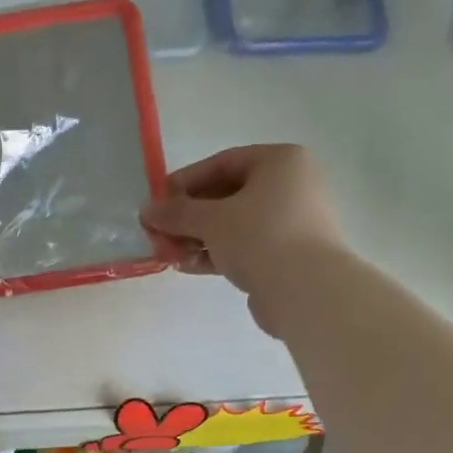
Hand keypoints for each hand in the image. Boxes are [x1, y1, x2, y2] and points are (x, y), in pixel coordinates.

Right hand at [141, 145, 343, 333]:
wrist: (305, 290)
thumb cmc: (260, 236)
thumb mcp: (211, 220)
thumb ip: (177, 213)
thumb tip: (146, 210)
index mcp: (281, 162)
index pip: (223, 162)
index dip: (185, 181)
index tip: (158, 201)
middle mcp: (291, 186)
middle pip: (227, 195)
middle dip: (189, 216)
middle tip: (158, 232)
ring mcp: (291, 222)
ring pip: (234, 224)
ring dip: (198, 238)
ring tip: (168, 254)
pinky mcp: (286, 255)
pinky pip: (244, 246)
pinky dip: (216, 253)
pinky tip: (188, 266)